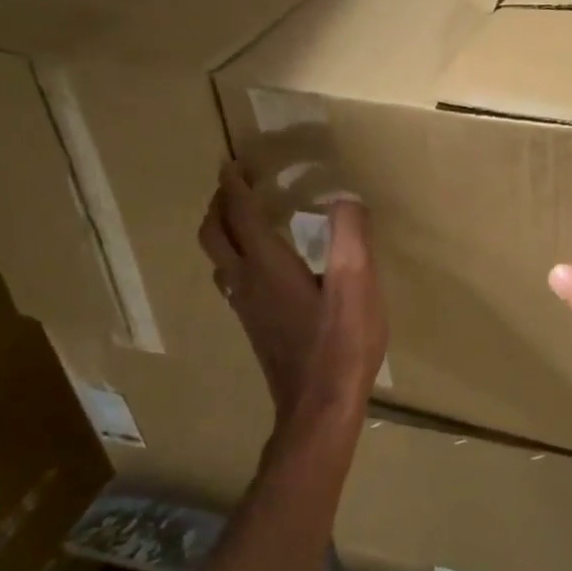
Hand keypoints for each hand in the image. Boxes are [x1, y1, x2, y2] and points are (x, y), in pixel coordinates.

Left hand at [197, 163, 386, 421]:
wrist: (319, 408)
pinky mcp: (255, 327)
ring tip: (242, 217)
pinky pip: (231, 280)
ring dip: (222, 230)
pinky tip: (259, 266)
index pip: (241, 214)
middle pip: (214, 235)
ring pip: (218, 259)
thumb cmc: (341, 344)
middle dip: (219, 204)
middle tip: (234, 185)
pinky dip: (234, 256)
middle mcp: (247, 282)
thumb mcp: (357, 284)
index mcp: (268, 265)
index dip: (235, 185)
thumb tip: (345, 198)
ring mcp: (246, 308)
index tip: (233, 163)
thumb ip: (350, 235)